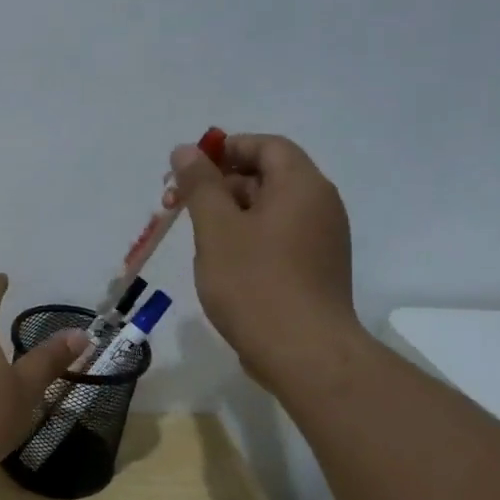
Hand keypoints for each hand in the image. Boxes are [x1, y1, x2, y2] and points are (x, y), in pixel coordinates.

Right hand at [170, 133, 361, 372]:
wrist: (303, 352)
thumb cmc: (254, 283)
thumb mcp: (216, 228)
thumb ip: (200, 185)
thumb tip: (186, 150)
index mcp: (301, 185)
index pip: (266, 146)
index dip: (226, 149)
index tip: (188, 169)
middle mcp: (320, 205)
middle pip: (268, 176)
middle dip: (220, 184)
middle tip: (178, 204)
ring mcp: (322, 240)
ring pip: (270, 211)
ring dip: (230, 214)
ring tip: (196, 237)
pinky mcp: (316, 270)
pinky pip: (279, 238)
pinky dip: (248, 238)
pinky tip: (222, 263)